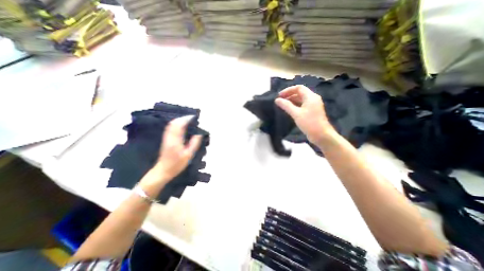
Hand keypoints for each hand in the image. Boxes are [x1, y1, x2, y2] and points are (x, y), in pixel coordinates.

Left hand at [154, 116, 201, 181]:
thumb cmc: (177, 164)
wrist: (163, 170)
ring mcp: (166, 138)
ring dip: (179, 120)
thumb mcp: (189, 155)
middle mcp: (169, 137)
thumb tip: (199, 133)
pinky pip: (170, 128)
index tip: (193, 117)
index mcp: (175, 140)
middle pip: (174, 123)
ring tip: (187, 120)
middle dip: (182, 118)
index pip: (179, 125)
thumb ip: (194, 143)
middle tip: (191, 118)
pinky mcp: (165, 140)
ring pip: (171, 125)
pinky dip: (176, 124)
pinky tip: (181, 126)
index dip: (186, 119)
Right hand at [274, 85, 335, 144]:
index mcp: (310, 97)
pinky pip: (303, 105)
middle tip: (280, 100)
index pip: (298, 88)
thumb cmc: (309, 123)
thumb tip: (277, 100)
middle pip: (300, 93)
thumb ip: (286, 105)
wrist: (321, 135)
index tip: (279, 96)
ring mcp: (313, 105)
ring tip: (283, 105)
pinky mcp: (312, 112)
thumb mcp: (296, 113)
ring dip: (292, 101)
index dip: (288, 90)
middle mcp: (313, 99)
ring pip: (301, 99)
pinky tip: (289, 110)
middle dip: (289, 95)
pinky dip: (295, 105)